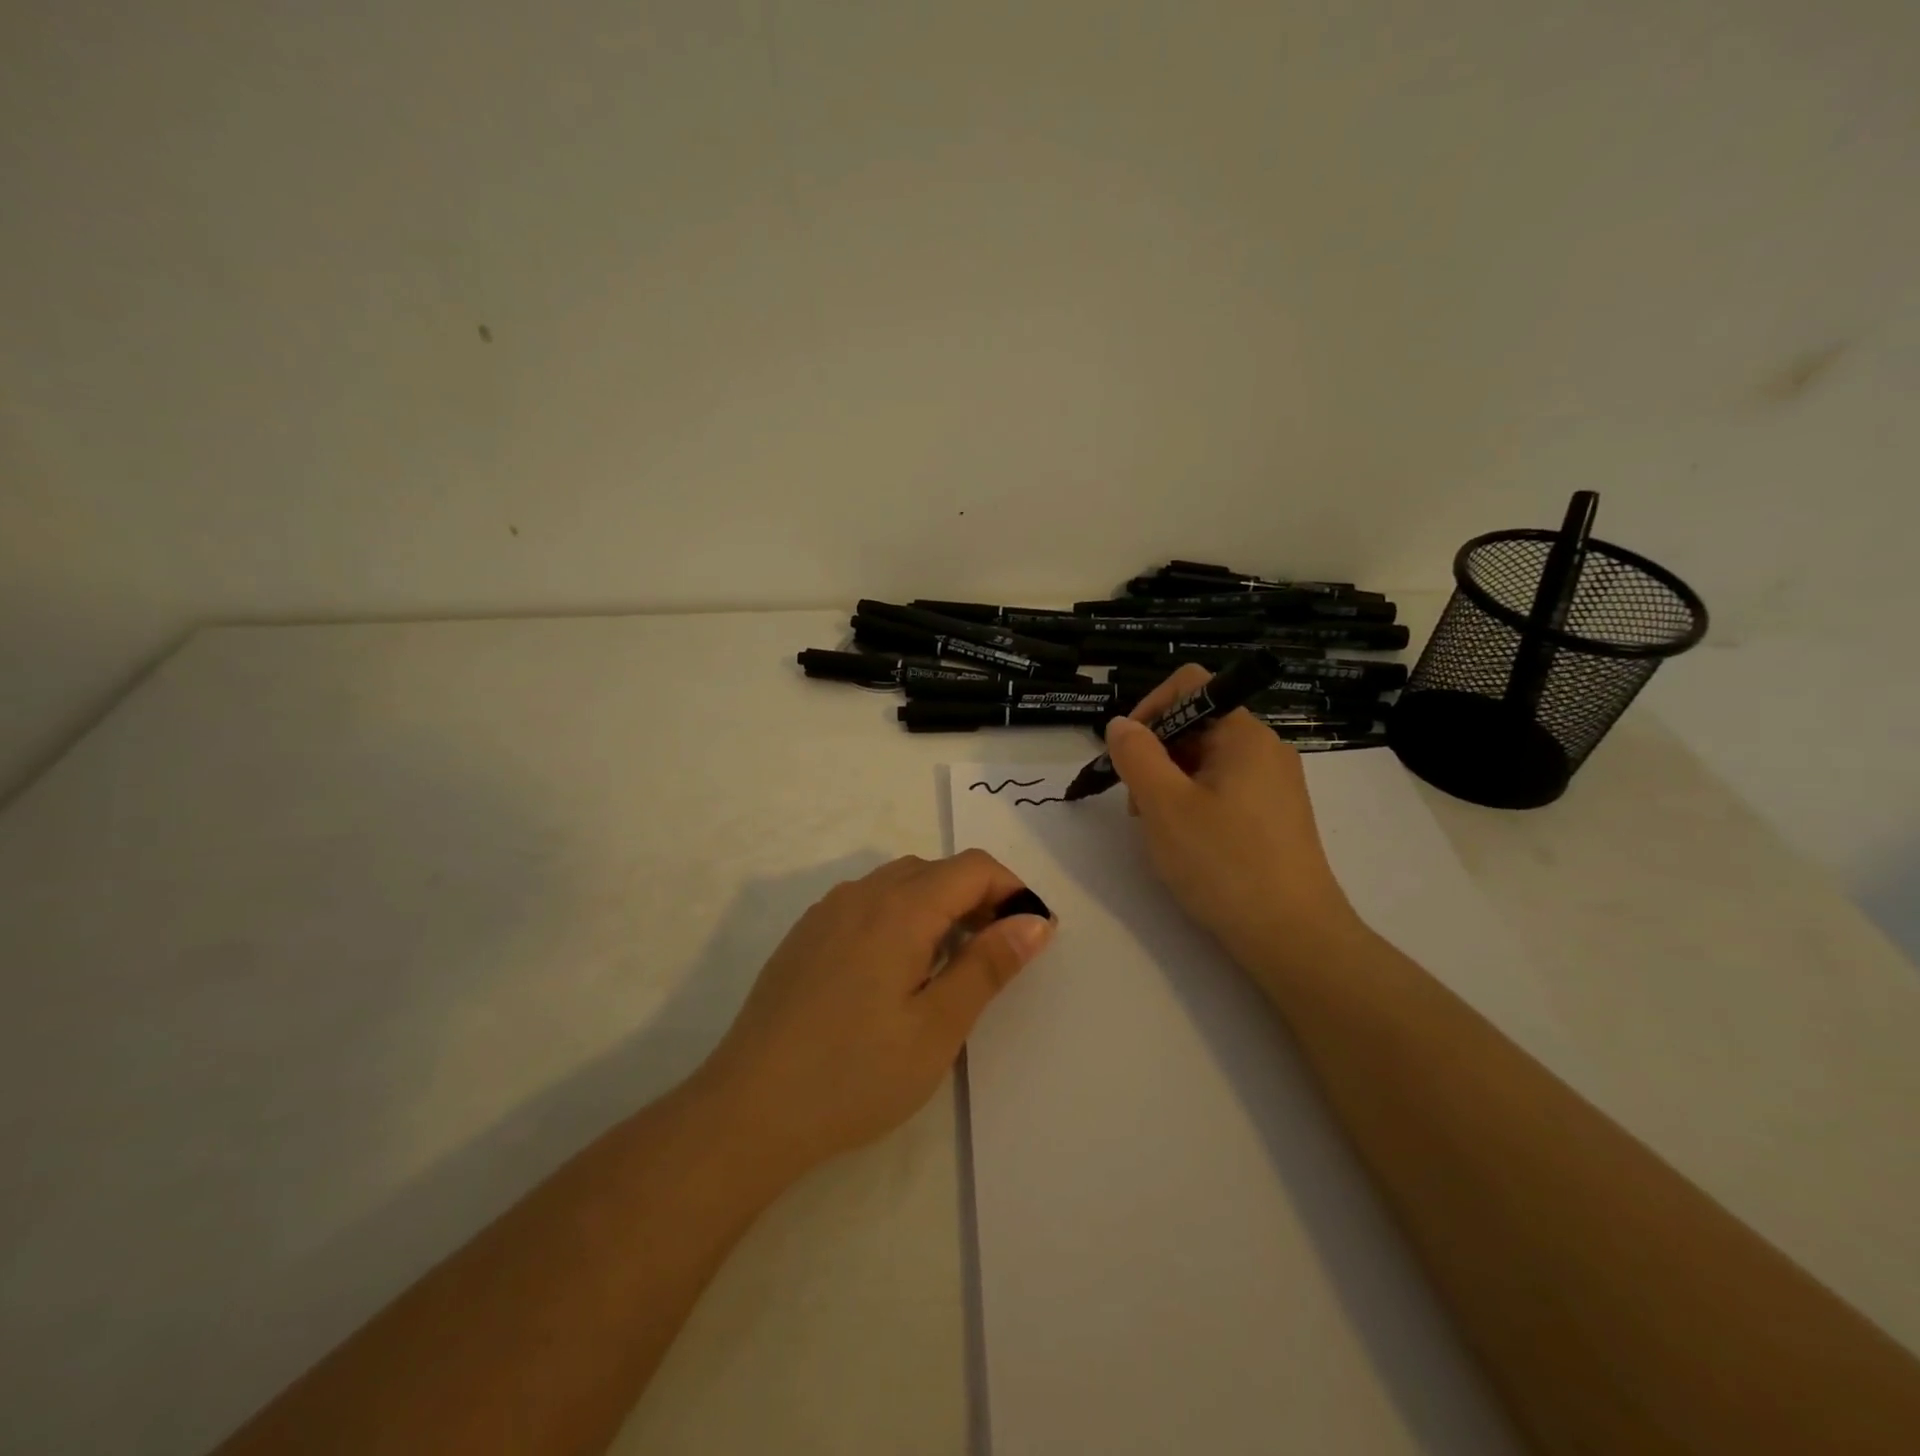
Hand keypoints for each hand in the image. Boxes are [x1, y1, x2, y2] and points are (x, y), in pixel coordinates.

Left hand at [694, 851, 1054, 1174]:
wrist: (749, 1109)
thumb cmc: (855, 1074)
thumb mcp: (937, 1028)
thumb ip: (988, 966)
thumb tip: (1034, 921)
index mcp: (900, 909)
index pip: (972, 867)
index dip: (1012, 889)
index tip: (1033, 932)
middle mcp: (862, 894)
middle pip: (936, 870)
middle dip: (978, 897)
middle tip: (997, 952)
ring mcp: (827, 912)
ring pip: (898, 883)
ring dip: (937, 905)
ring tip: (950, 962)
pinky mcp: (805, 935)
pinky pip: (865, 903)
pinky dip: (899, 915)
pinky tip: (894, 969)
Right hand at [1103, 665, 1359, 969]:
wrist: (1293, 937)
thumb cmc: (1224, 863)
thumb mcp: (1164, 805)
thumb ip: (1136, 755)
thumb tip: (1121, 724)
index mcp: (1244, 734)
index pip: (1191, 686)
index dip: (1149, 707)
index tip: (1125, 753)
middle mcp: (1265, 749)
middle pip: (1196, 725)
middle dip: (1155, 755)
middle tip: (1136, 805)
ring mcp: (1274, 784)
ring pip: (1205, 761)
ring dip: (1169, 783)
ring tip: (1158, 830)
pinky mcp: (1275, 816)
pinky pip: (1223, 789)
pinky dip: (1193, 804)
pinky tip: (1185, 843)